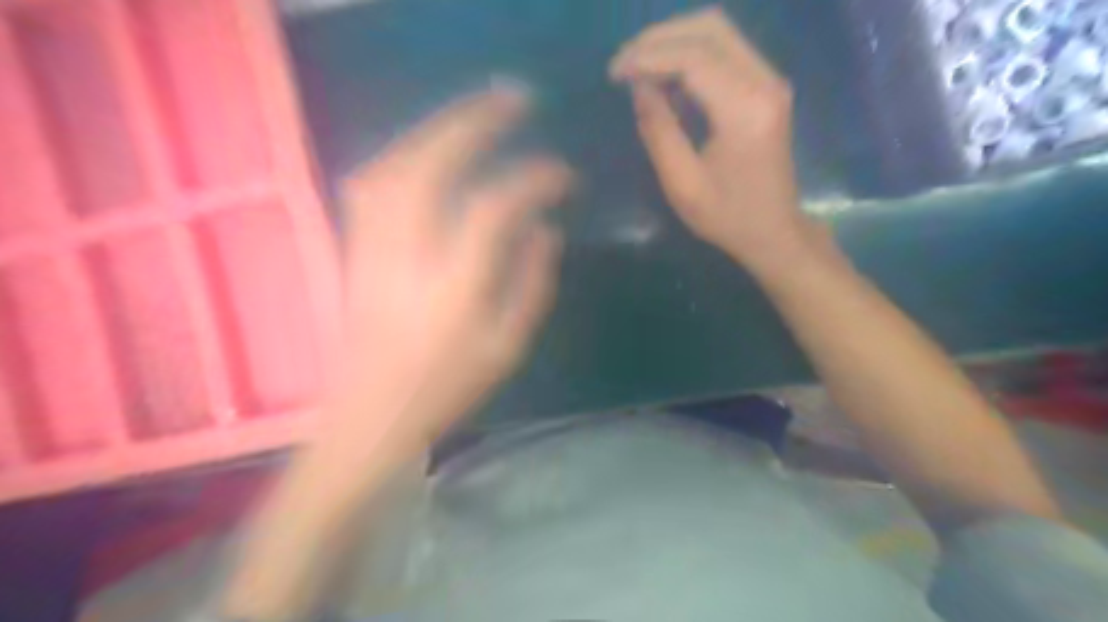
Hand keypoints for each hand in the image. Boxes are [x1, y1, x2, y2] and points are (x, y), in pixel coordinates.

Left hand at [328, 82, 569, 451]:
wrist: (370, 415)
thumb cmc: (447, 389)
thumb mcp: (508, 347)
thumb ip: (532, 283)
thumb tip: (544, 228)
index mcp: (453, 290)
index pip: (491, 210)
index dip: (531, 181)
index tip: (563, 174)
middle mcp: (405, 258)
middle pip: (430, 167)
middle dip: (475, 122)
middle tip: (516, 100)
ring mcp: (371, 249)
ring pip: (394, 165)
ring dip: (437, 129)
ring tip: (476, 115)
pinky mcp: (354, 248)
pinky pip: (372, 182)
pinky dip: (405, 152)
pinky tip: (429, 149)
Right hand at [611, 8, 817, 271]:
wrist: (774, 230)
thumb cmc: (727, 217)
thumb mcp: (682, 184)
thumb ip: (659, 130)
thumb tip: (639, 86)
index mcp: (744, 110)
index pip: (693, 57)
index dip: (648, 56)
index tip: (614, 73)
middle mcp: (765, 82)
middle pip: (710, 29)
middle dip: (659, 39)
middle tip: (624, 64)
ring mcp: (770, 81)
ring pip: (719, 33)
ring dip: (674, 42)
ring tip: (639, 69)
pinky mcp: (767, 87)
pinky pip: (726, 51)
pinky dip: (691, 56)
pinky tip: (666, 81)